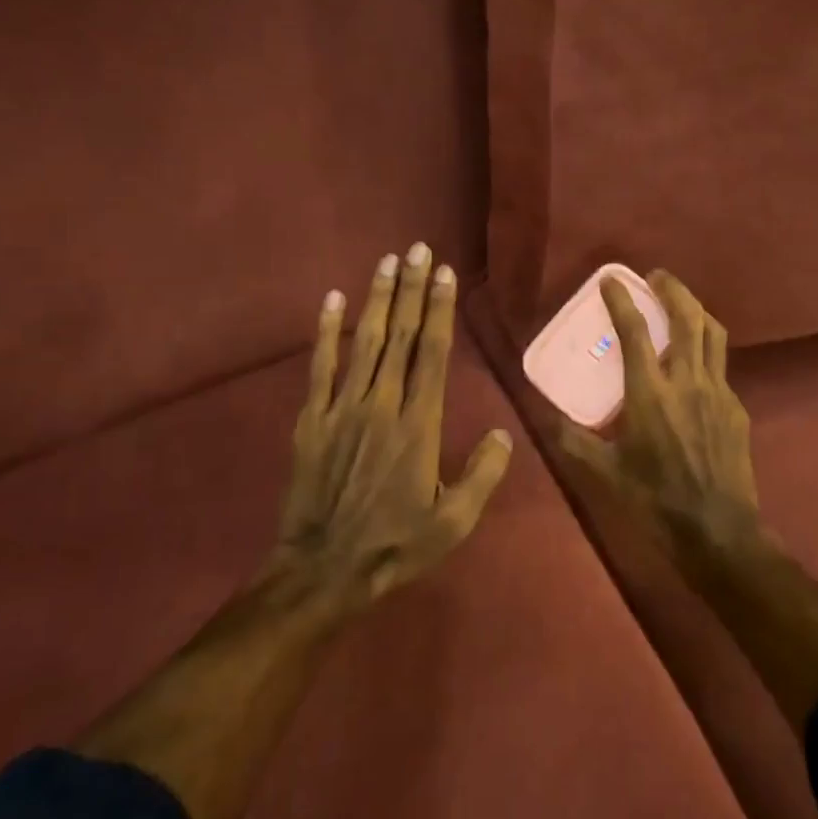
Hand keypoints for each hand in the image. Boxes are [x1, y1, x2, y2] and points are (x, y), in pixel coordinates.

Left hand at [274, 243, 512, 611]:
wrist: (323, 570)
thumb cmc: (395, 544)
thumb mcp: (453, 522)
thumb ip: (482, 475)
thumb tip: (504, 435)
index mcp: (420, 424)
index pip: (433, 353)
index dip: (440, 310)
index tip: (444, 274)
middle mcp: (383, 403)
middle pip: (400, 335)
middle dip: (411, 289)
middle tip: (418, 249)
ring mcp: (344, 407)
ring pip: (365, 341)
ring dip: (377, 298)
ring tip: (387, 261)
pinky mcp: (313, 418)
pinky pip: (321, 366)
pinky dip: (327, 331)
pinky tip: (333, 300)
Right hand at [554, 270, 764, 564]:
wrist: (719, 532)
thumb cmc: (654, 500)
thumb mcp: (602, 472)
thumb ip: (569, 438)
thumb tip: (539, 413)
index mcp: (650, 393)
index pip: (635, 332)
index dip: (621, 300)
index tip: (611, 279)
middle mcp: (687, 382)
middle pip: (687, 318)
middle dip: (672, 289)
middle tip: (656, 277)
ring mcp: (718, 392)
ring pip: (712, 334)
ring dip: (695, 310)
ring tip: (679, 302)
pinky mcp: (736, 408)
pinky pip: (720, 366)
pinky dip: (704, 351)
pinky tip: (692, 366)